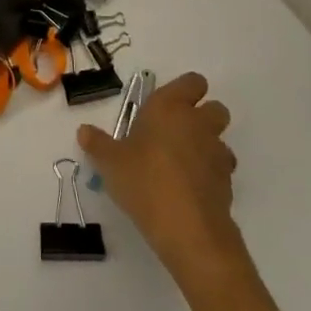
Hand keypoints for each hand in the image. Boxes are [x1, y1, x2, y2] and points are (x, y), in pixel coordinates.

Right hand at [78, 72, 243, 280]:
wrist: (188, 228)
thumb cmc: (144, 181)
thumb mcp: (110, 163)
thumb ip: (97, 144)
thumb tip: (83, 130)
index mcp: (170, 107)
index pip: (192, 82)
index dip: (186, 90)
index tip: (168, 106)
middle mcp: (198, 123)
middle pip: (216, 107)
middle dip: (202, 116)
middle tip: (175, 134)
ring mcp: (217, 152)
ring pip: (220, 139)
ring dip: (208, 146)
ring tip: (183, 165)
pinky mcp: (227, 182)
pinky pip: (221, 169)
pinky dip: (210, 174)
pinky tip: (190, 190)